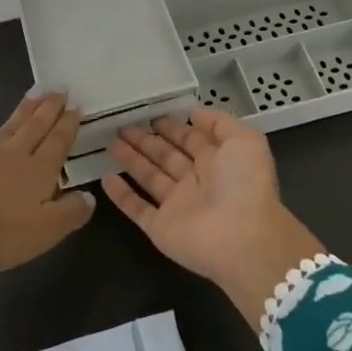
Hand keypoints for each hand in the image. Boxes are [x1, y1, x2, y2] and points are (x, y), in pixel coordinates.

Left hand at [0, 91, 95, 274]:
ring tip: (32, 95)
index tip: (77, 104)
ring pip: (5, 130)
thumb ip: (71, 212)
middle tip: (59, 88)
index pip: (57, 141)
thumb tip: (89, 195)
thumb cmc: (0, 235)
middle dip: (48, 108)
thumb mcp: (46, 231)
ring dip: (20, 113)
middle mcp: (11, 157)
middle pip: (34, 127)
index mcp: (37, 171)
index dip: (68, 123)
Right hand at [103, 107, 324, 320]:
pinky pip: (137, 208)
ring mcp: (177, 206)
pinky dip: (121, 195)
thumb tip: (194, 111)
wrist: (243, 239)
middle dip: (147, 140)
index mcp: (218, 162)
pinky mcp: (160, 227)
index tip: (151, 114)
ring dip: (131, 159)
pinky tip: (105, 177)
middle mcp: (197, 182)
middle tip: (123, 125)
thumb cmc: (245, 185)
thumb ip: (220, 122)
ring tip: (111, 141)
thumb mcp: (245, 141)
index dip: (173, 127)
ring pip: (149, 177)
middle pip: (166, 156)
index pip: (190, 139)